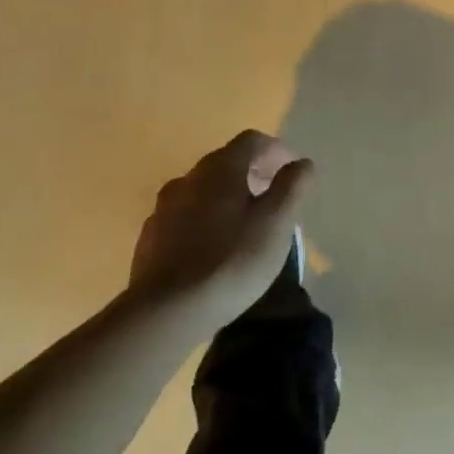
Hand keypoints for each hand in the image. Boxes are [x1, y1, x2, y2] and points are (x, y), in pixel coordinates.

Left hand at [127, 130, 313, 321]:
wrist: (164, 313)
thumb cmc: (231, 260)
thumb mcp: (276, 222)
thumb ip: (292, 186)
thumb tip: (302, 163)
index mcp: (220, 169)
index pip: (251, 141)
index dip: (276, 149)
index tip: (292, 168)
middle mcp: (189, 179)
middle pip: (225, 162)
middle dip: (253, 171)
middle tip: (273, 195)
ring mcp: (163, 209)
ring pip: (203, 190)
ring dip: (226, 196)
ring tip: (244, 222)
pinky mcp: (150, 240)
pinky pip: (184, 217)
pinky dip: (204, 220)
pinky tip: (213, 246)